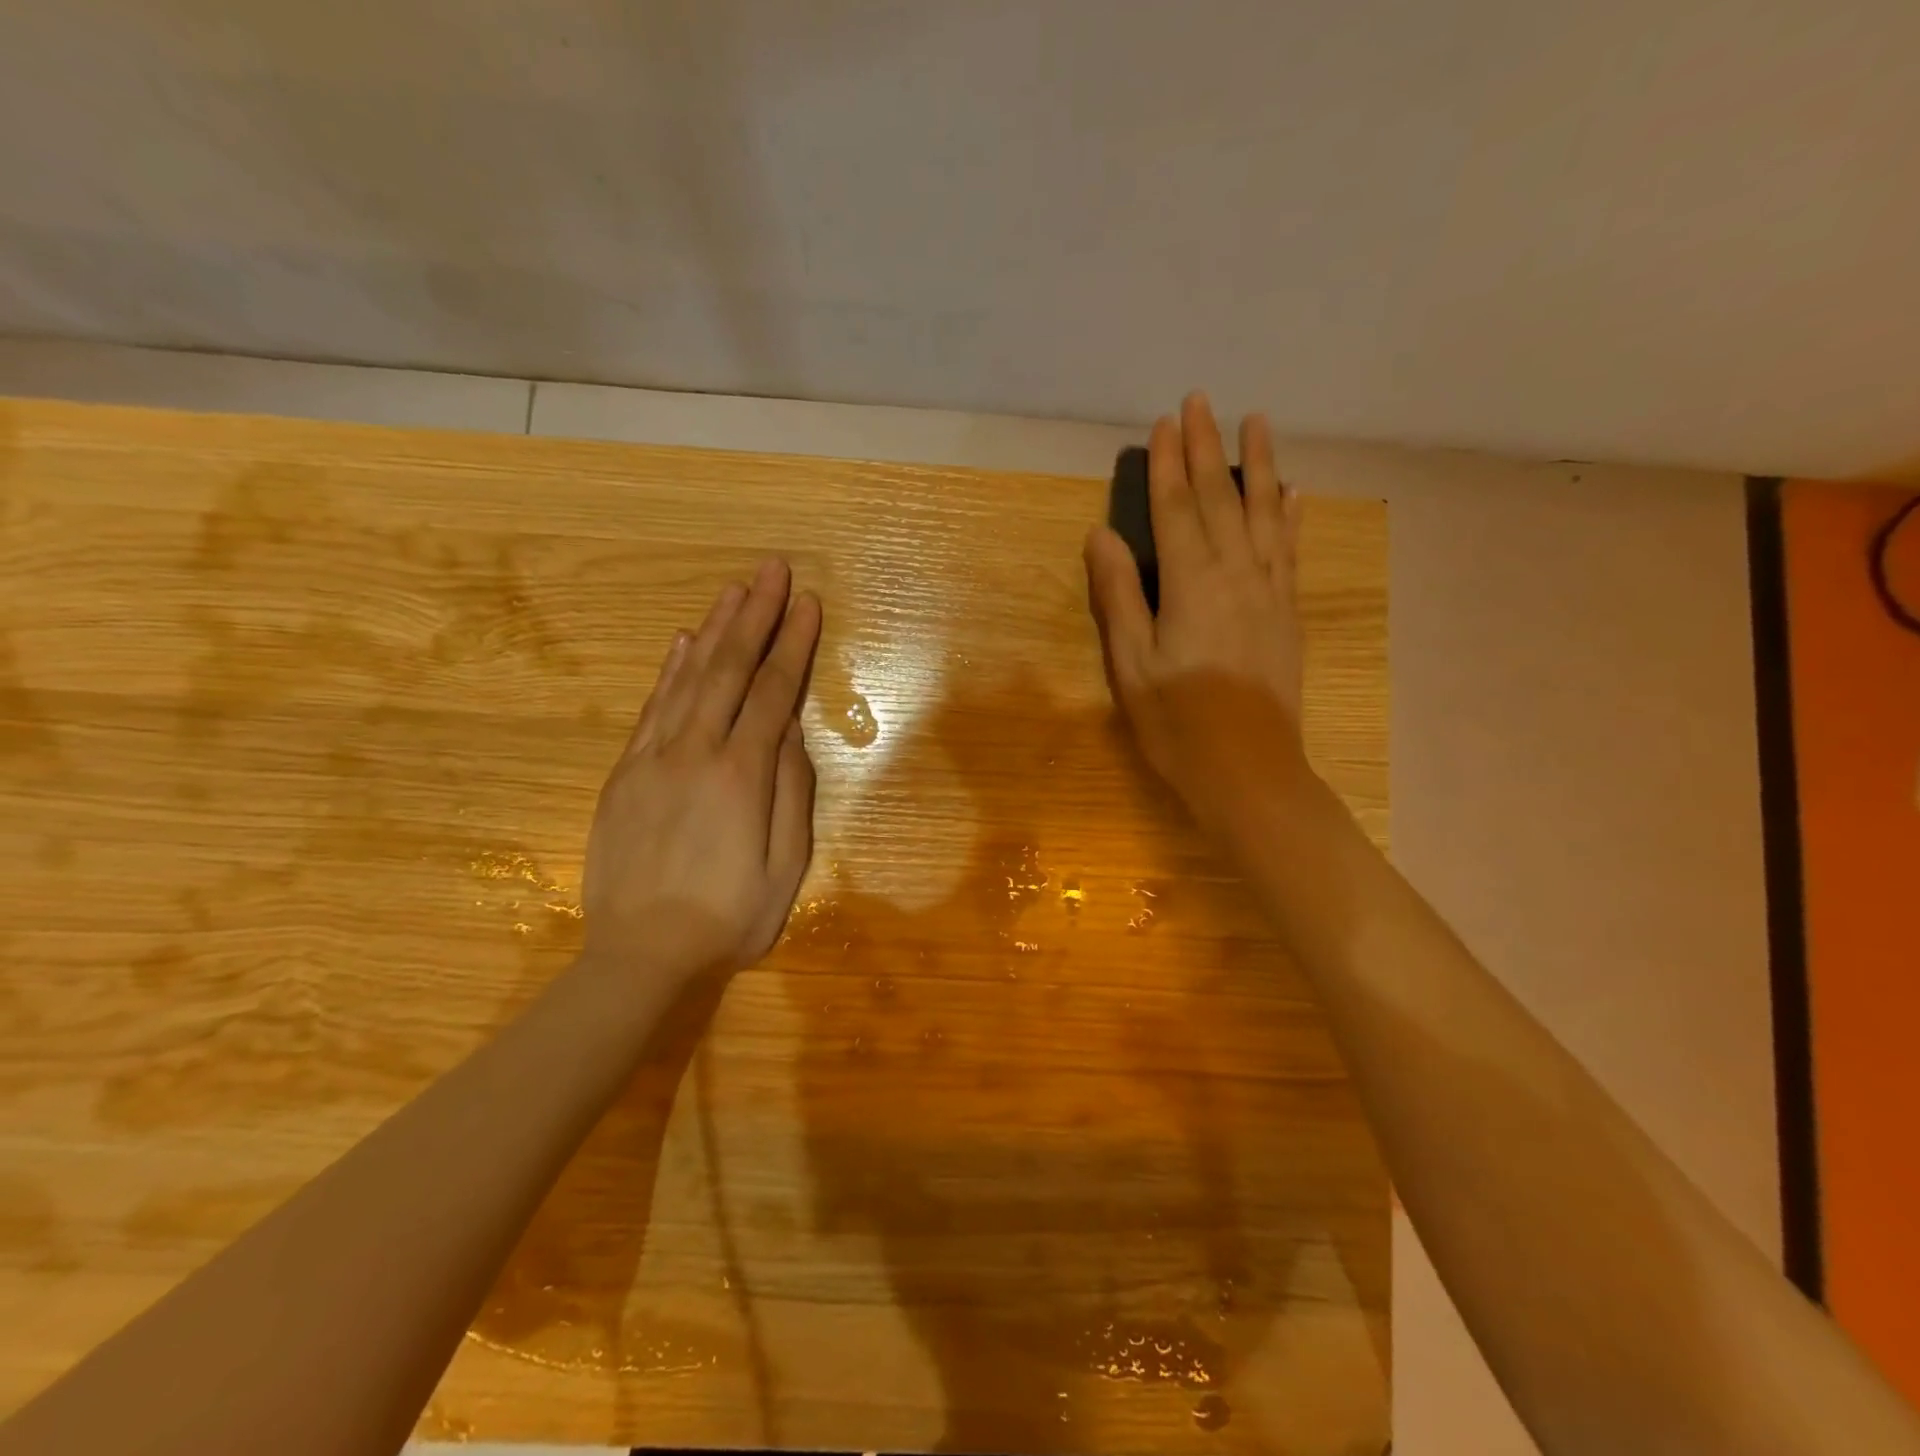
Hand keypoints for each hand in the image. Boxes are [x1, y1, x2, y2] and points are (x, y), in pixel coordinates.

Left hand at [581, 559, 821, 992]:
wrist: (640, 956)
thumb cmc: (729, 917)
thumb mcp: (786, 866)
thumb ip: (791, 792)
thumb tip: (791, 732)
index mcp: (741, 774)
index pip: (773, 691)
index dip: (793, 643)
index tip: (807, 603)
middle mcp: (695, 751)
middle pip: (729, 668)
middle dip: (754, 614)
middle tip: (771, 569)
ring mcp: (653, 758)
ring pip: (687, 677)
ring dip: (714, 629)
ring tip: (734, 590)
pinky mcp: (625, 772)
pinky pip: (651, 707)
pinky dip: (669, 669)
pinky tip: (682, 642)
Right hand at [1083, 392, 1309, 841]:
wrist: (1248, 769)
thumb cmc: (1177, 722)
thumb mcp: (1131, 664)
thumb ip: (1119, 596)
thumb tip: (1102, 535)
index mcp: (1191, 584)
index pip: (1177, 509)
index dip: (1169, 464)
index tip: (1166, 422)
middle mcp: (1236, 574)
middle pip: (1220, 499)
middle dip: (1208, 448)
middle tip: (1202, 401)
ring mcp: (1269, 591)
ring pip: (1263, 513)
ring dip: (1258, 465)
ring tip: (1258, 421)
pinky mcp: (1287, 613)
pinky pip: (1289, 550)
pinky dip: (1289, 516)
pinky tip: (1292, 493)